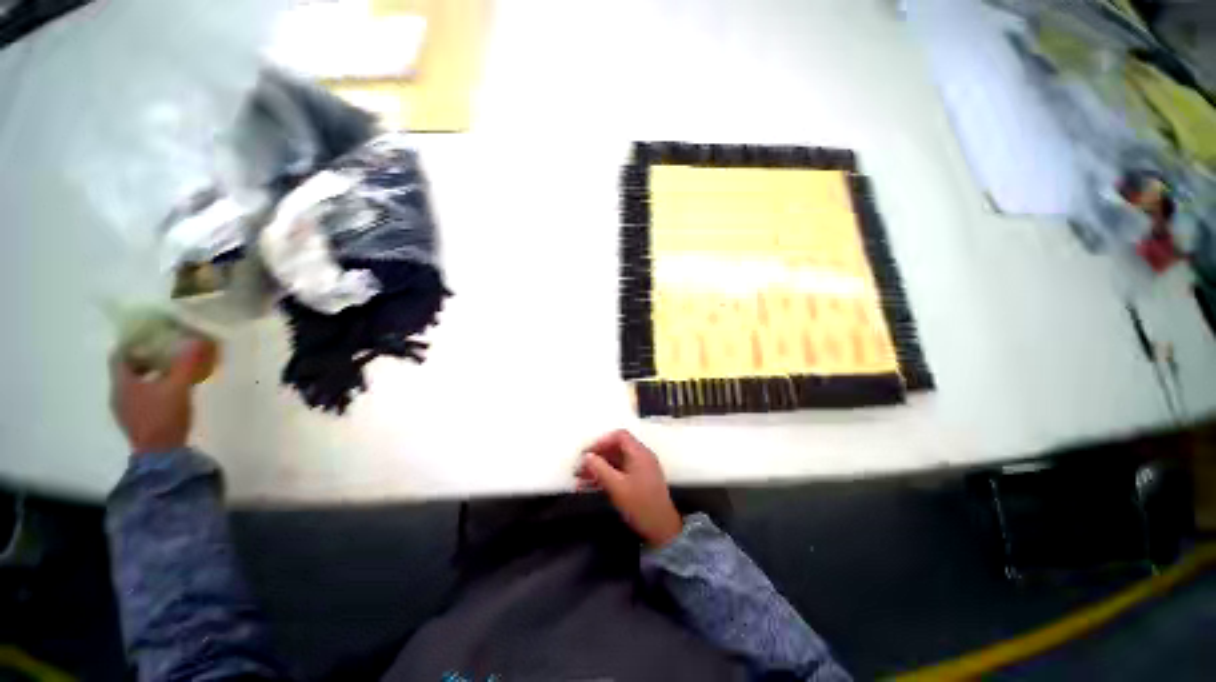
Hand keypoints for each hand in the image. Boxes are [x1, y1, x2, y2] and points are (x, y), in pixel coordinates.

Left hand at [110, 339, 212, 454]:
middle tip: (164, 353)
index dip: (132, 344)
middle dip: (143, 359)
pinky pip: (138, 398)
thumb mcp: (178, 387)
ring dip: (147, 375)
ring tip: (169, 372)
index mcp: (122, 383)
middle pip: (125, 369)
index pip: (119, 355)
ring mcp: (124, 410)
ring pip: (132, 384)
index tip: (149, 337)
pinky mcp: (135, 421)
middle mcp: (117, 394)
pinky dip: (150, 390)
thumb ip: (185, 364)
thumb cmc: (164, 416)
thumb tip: (194, 340)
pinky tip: (166, 393)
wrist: (160, 454)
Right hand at [576, 429, 683, 547]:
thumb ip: (600, 469)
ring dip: (600, 467)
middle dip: (598, 456)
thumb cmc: (640, 505)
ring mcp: (642, 468)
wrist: (663, 529)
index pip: (620, 436)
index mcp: (639, 453)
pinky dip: (608, 475)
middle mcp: (642, 456)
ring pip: (617, 461)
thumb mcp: (617, 487)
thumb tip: (587, 456)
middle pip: (617, 447)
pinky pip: (621, 471)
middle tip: (581, 467)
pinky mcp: (640, 480)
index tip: (587, 453)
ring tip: (582, 478)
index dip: (602, 441)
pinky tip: (593, 486)